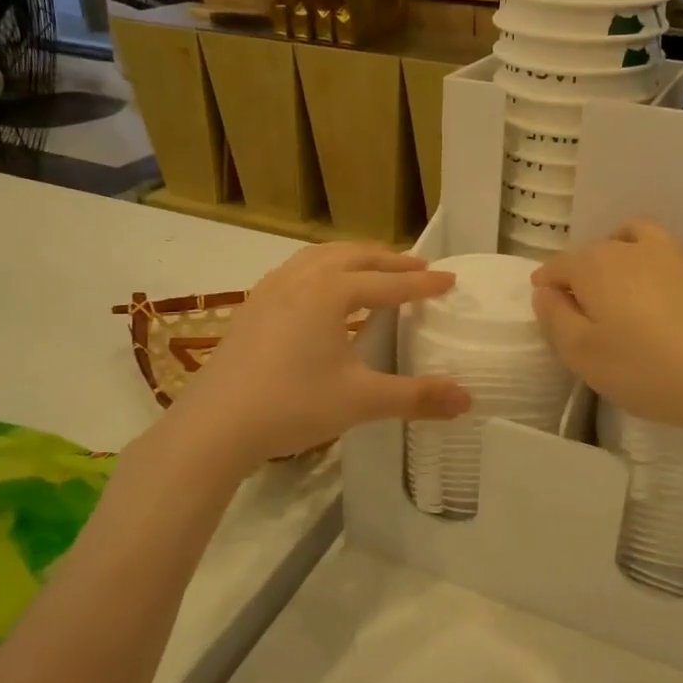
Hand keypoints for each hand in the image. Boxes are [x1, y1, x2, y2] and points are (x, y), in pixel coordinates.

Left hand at [173, 244, 470, 464]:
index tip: (450, 280)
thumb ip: (416, 396)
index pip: (388, 283)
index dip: (422, 282)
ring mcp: (271, 289)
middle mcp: (301, 278)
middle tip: (418, 266)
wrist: (214, 425)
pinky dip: (323, 269)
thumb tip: (468, 399)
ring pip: (320, 257)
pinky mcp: (252, 306)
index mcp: (330, 292)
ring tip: (374, 268)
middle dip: (390, 261)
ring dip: (354, 258)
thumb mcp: (361, 400)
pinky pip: (297, 270)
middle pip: (354, 257)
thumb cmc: (292, 405)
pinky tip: (321, 290)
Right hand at [531, 221, 682, 435]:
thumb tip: (546, 292)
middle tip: (586, 310)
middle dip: (583, 273)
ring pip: (636, 240)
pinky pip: (673, 254)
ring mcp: (678, 251)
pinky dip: (660, 266)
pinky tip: (670, 295)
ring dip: (622, 257)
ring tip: (626, 290)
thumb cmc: (649, 369)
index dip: (546, 284)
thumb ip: (554, 319)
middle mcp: (634, 246)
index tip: (546, 305)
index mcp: (596, 265)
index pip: (558, 265)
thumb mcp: (583, 356)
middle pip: (596, 251)